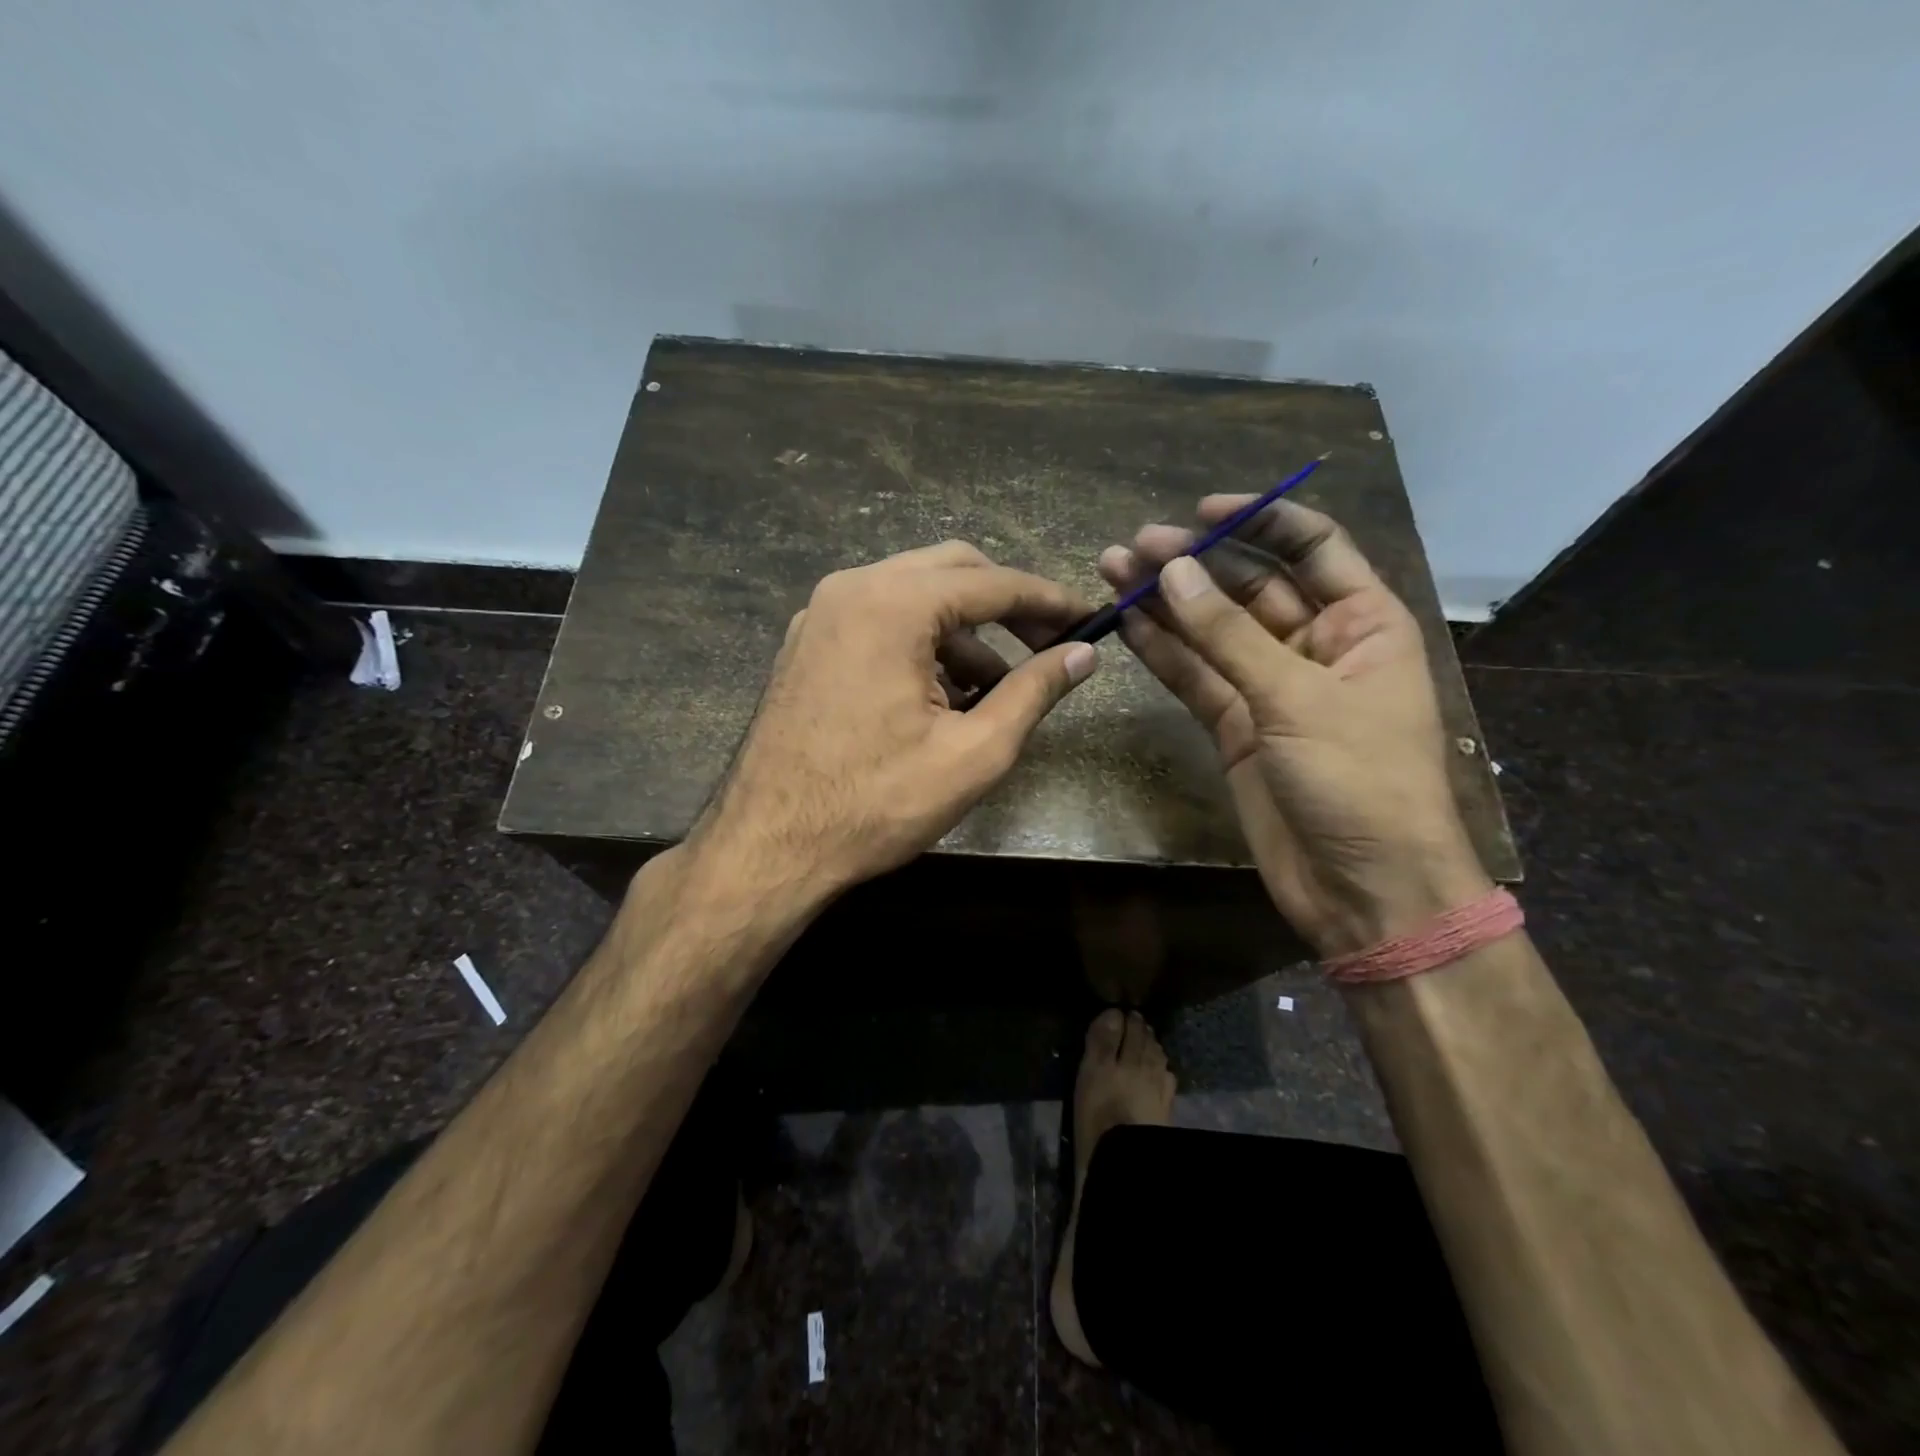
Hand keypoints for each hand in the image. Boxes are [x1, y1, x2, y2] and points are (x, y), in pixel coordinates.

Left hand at [696, 541, 1097, 902]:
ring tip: (994, 691)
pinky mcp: (806, 643)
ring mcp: (820, 614)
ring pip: (913, 595)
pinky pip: (879, 621)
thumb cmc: (876, 803)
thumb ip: (1033, 692)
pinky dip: (920, 643)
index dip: (1049, 601)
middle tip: (1048, 646)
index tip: (1088, 619)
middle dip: (1005, 606)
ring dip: (962, 632)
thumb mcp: (974, 753)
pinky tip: (940, 697)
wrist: (768, 846)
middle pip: (951, 571)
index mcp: (893, 604)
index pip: (993, 583)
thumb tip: (1082, 656)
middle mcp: (852, 588)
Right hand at [1100, 498, 1489, 954]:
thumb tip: (1175, 570)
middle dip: (1196, 564)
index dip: (1260, 520)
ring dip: (1167, 603)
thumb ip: (1229, 636)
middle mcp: (1316, 647)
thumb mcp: (1299, 699)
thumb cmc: (1360, 782)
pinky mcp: (1237, 728)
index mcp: (1363, 623)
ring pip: (1213, 632)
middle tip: (1135, 545)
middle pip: (1249, 588)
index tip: (1201, 510)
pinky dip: (1163, 653)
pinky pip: (1196, 678)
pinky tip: (1127, 623)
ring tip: (1114, 570)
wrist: (1364, 888)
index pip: (1312, 548)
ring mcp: (1271, 689)